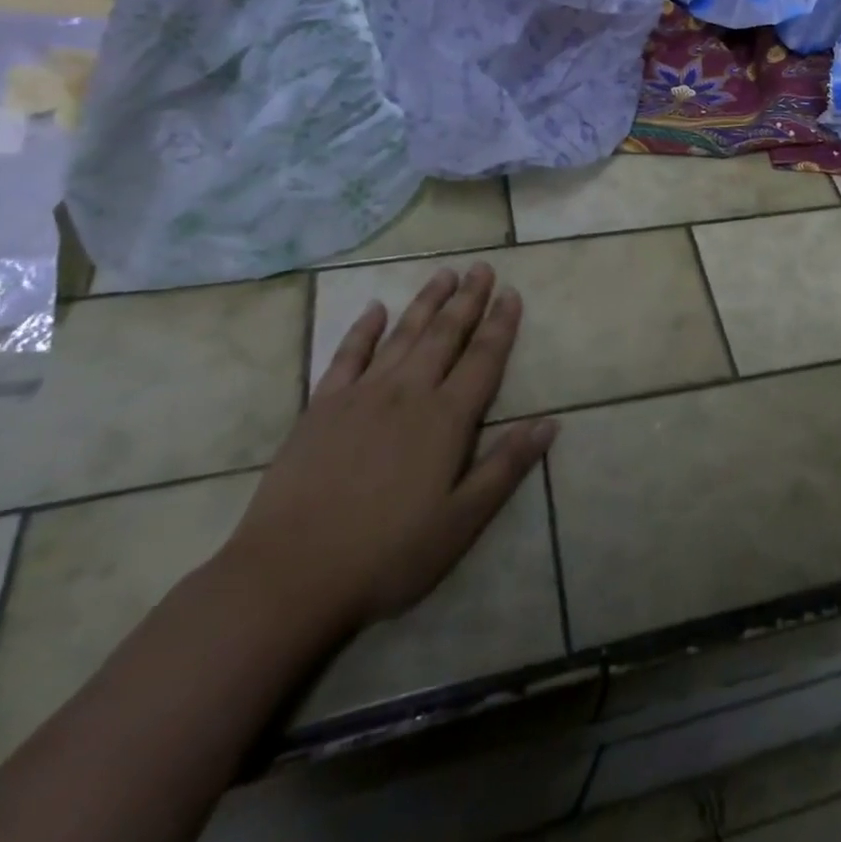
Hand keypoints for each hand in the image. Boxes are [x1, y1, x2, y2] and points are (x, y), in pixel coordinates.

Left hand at [218, 263, 556, 640]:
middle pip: (445, 334)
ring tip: (445, 273)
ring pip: (402, 335)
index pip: (483, 358)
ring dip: (426, 302)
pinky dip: (364, 329)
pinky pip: (347, 355)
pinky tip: (375, 309)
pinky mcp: (322, 406)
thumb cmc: (387, 555)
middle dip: (467, 299)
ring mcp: (361, 395)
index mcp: (446, 419)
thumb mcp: (461, 522)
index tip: (512, 292)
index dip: (501, 324)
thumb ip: (506, 467)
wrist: (290, 575)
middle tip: (482, 266)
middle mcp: (408, 393)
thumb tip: (550, 423)